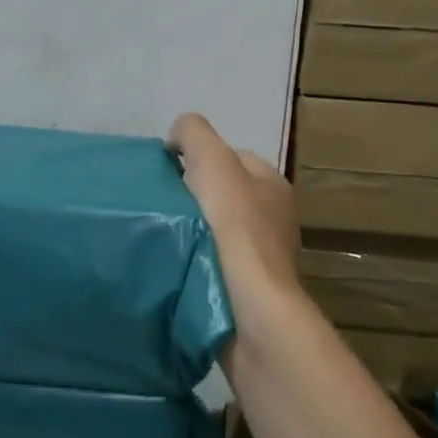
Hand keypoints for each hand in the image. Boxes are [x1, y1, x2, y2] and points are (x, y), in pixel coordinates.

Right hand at [167, 112, 300, 299]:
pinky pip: (214, 261)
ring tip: (165, 235)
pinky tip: (177, 261)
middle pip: (223, 194)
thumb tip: (178, 139)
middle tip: (163, 204)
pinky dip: (195, 259)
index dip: (198, 158)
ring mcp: (263, 257)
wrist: (246, 304)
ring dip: (192, 231)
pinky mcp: (248, 288)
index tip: (168, 174)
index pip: (232, 157)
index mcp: (273, 184)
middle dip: (194, 196)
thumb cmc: (232, 225)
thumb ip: (193, 133)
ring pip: (217, 229)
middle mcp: (275, 218)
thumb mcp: (211, 158)